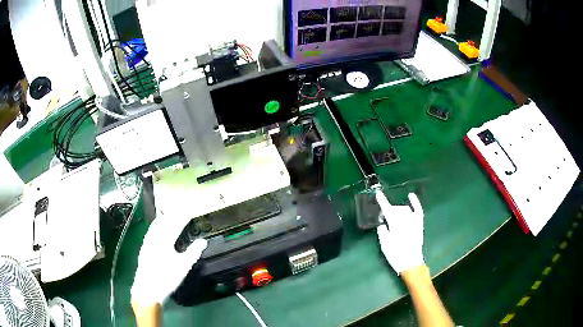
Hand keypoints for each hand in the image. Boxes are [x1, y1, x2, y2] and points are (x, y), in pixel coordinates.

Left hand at [131, 215, 207, 305]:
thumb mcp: (184, 266)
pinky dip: (154, 228)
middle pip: (163, 223)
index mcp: (165, 241)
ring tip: (166, 217)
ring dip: (161, 220)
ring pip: (154, 227)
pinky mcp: (143, 249)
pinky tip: (155, 231)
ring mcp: (147, 243)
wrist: (148, 288)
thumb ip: (193, 252)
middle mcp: (154, 239)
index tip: (189, 212)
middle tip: (177, 211)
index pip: (176, 226)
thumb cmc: (167, 277)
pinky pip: (149, 233)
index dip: (183, 218)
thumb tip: (203, 241)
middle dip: (170, 216)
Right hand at [376, 190, 423, 273]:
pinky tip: (411, 195)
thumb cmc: (396, 254)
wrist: (411, 262)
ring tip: (393, 216)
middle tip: (384, 218)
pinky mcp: (419, 223)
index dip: (382, 201)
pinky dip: (415, 202)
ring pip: (404, 209)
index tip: (378, 193)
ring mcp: (414, 220)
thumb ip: (382, 231)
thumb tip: (382, 223)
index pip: (387, 209)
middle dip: (389, 211)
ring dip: (397, 210)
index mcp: (395, 225)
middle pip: (396, 210)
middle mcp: (405, 220)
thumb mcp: (384, 244)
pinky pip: (418, 209)